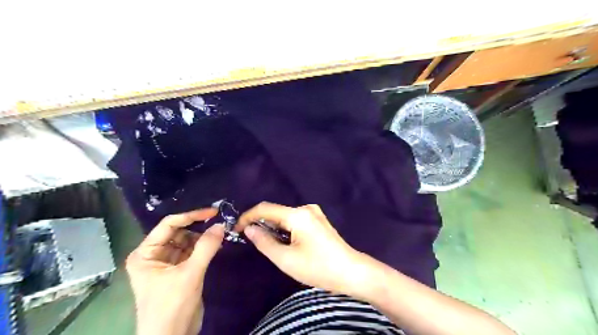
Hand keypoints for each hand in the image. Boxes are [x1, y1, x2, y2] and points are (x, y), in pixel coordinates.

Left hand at [126, 208, 226, 333]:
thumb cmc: (172, 305)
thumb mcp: (190, 273)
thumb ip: (206, 247)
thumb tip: (221, 224)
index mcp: (146, 253)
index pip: (169, 225)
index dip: (191, 216)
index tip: (213, 211)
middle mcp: (153, 255)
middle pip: (178, 232)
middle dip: (198, 227)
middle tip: (219, 222)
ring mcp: (166, 263)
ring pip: (186, 241)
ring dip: (202, 237)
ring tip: (220, 234)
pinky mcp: (178, 271)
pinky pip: (192, 252)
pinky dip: (203, 248)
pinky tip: (216, 245)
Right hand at [237, 202, 371, 296]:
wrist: (351, 272)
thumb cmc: (318, 267)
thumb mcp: (286, 259)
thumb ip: (264, 242)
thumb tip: (249, 228)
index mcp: (297, 214)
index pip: (265, 208)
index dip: (248, 217)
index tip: (236, 229)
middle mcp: (306, 208)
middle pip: (276, 212)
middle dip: (261, 224)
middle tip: (251, 241)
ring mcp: (314, 213)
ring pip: (285, 217)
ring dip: (274, 228)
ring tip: (268, 245)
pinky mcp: (318, 220)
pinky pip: (295, 220)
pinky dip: (285, 229)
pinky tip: (285, 242)